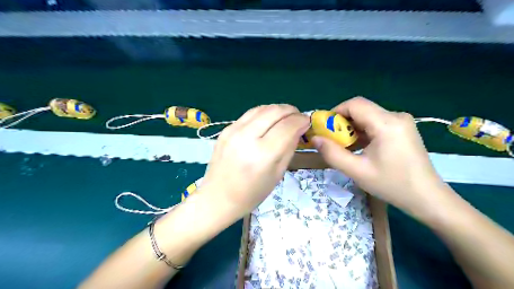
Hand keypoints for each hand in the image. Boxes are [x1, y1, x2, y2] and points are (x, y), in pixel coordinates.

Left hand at [199, 104, 308, 218]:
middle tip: (298, 117)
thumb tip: (298, 128)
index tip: (307, 122)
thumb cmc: (251, 193)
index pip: (287, 126)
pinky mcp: (226, 129)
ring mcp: (233, 131)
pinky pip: (250, 114)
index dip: (301, 120)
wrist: (218, 197)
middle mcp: (246, 138)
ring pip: (262, 108)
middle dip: (291, 111)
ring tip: (285, 117)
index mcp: (262, 154)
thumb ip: (289, 147)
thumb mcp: (277, 174)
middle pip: (275, 111)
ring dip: (278, 109)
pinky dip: (264, 114)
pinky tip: (268, 121)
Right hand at [311, 97, 448, 216]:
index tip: (324, 128)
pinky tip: (359, 147)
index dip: (335, 112)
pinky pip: (376, 123)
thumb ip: (332, 153)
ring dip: (352, 128)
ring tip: (344, 146)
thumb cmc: (392, 185)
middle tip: (332, 140)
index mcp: (386, 123)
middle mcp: (396, 116)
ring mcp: (401, 122)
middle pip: (361, 109)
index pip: (355, 104)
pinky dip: (363, 132)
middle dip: (342, 122)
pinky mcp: (403, 129)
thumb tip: (315, 138)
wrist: (427, 198)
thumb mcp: (357, 171)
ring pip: (368, 116)